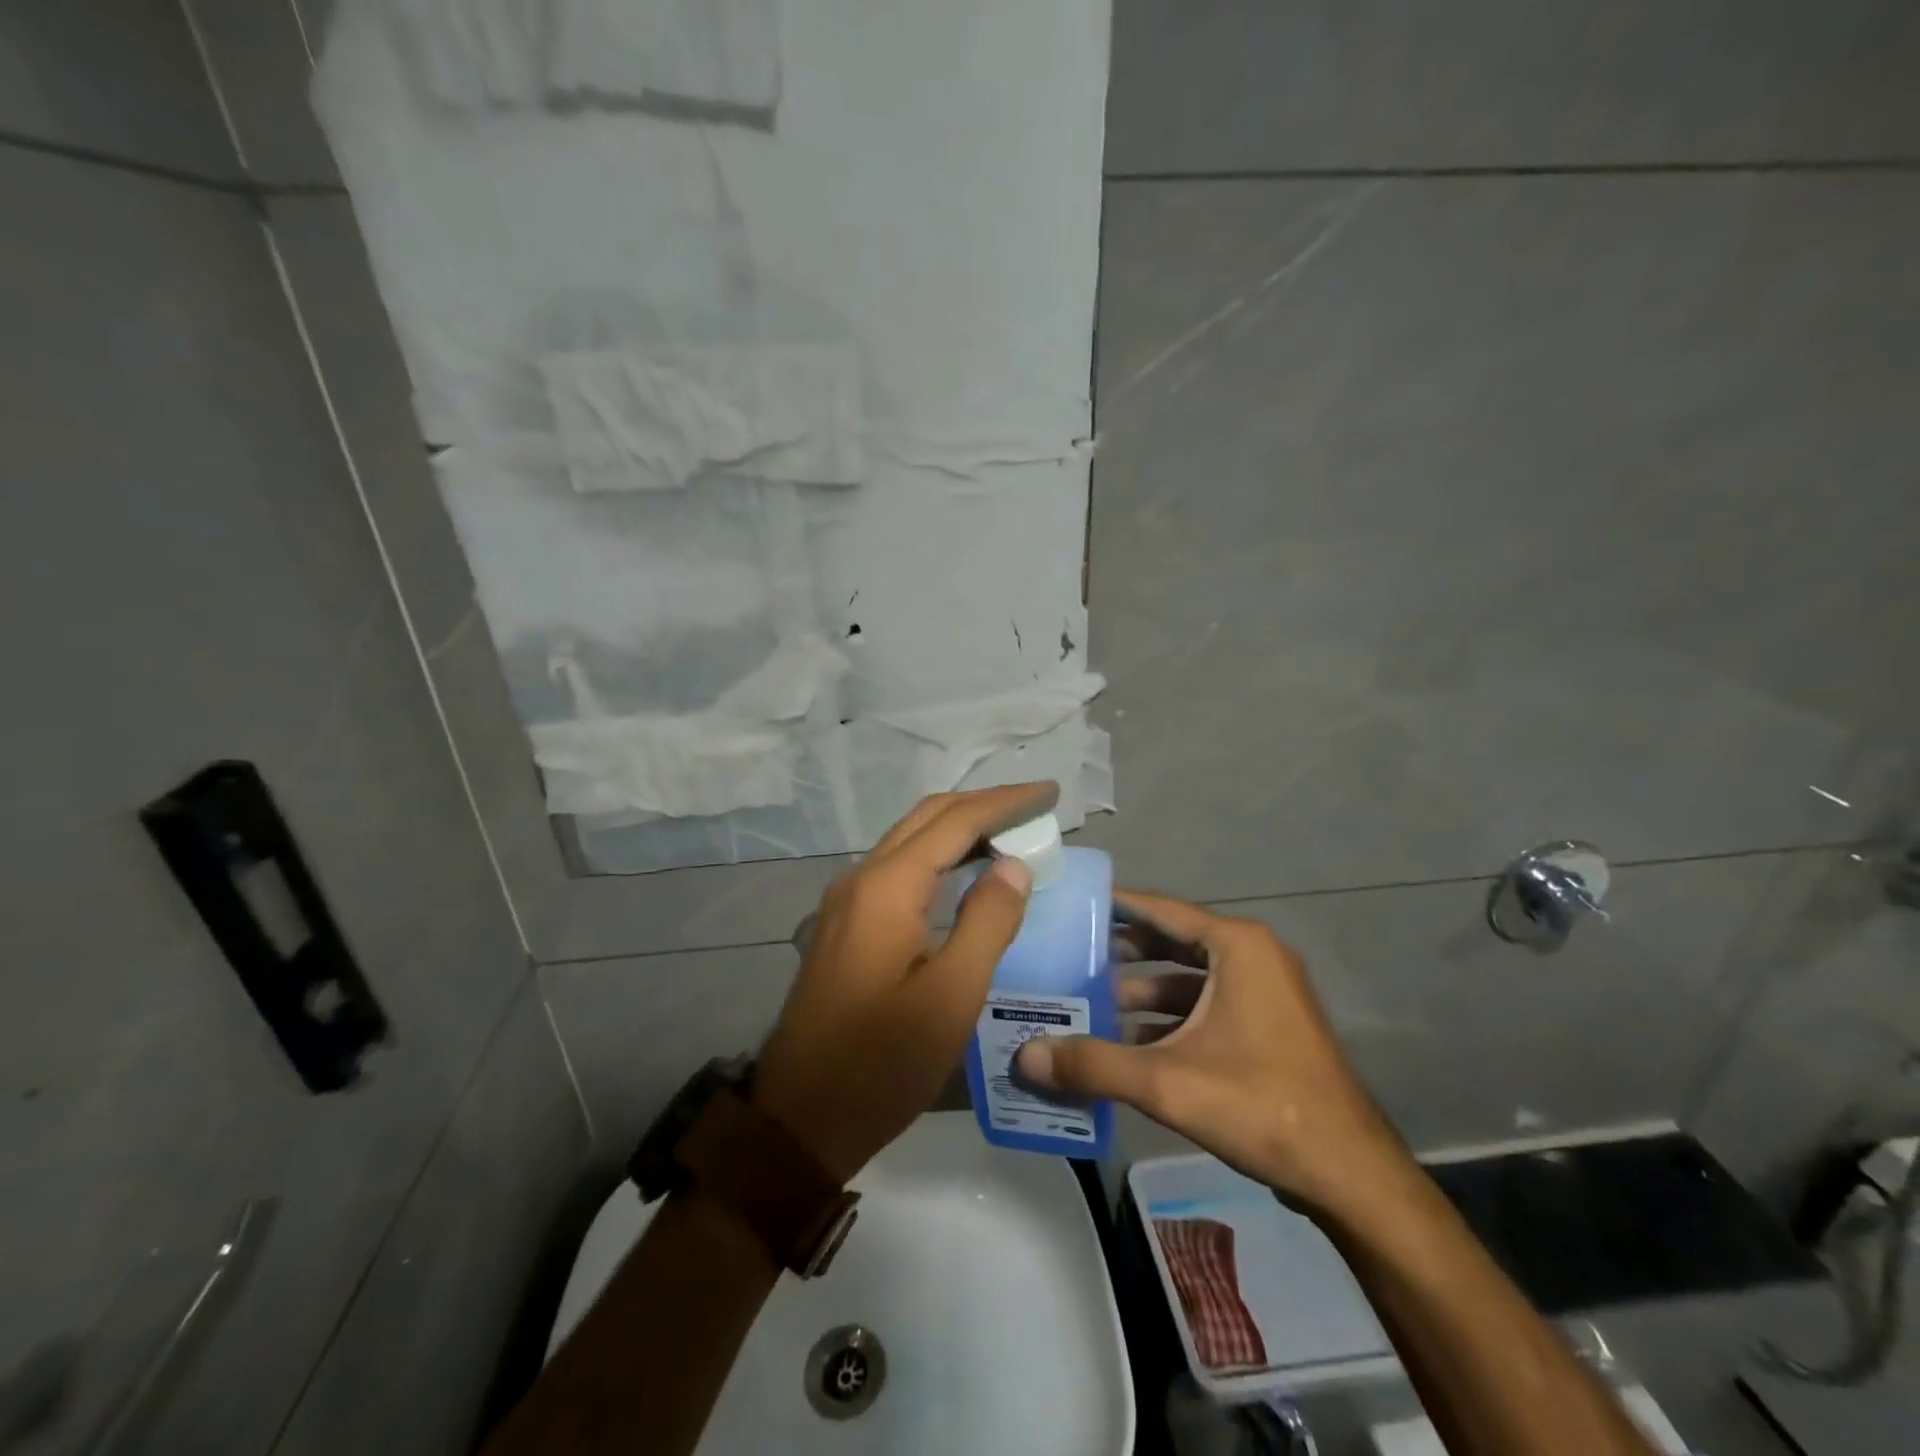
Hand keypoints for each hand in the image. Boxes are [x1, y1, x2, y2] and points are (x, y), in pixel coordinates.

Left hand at [753, 782, 1057, 1183]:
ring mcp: (846, 901)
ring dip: (960, 830)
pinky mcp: (844, 924)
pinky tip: (965, 877)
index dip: (1005, 801)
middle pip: (928, 818)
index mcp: (886, 887)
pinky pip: (898, 869)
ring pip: (910, 841)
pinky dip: (939, 858)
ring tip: (1011, 835)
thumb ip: (987, 922)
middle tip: (1035, 810)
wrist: (801, 1117)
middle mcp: (861, 878)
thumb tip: (1012, 864)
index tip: (1050, 792)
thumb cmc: (882, 1063)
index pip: (955, 821)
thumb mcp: (951, 997)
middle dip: (983, 806)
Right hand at [1014, 889, 1402, 1215]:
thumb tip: (1025, 1057)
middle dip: (1119, 953)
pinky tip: (1126, 1045)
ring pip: (1187, 980)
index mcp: (1237, 947)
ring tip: (1086, 1004)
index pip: (1161, 909)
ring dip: (1140, 993)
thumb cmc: (1262, 1107)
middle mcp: (1252, 957)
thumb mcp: (1168, 1083)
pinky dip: (1166, 1020)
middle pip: (1171, 942)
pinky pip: (1204, 1007)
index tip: (1071, 903)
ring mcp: (1264, 993)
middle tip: (1067, 956)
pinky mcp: (1266, 1027)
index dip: (1114, 905)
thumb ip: (1093, 1064)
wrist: (1351, 1176)